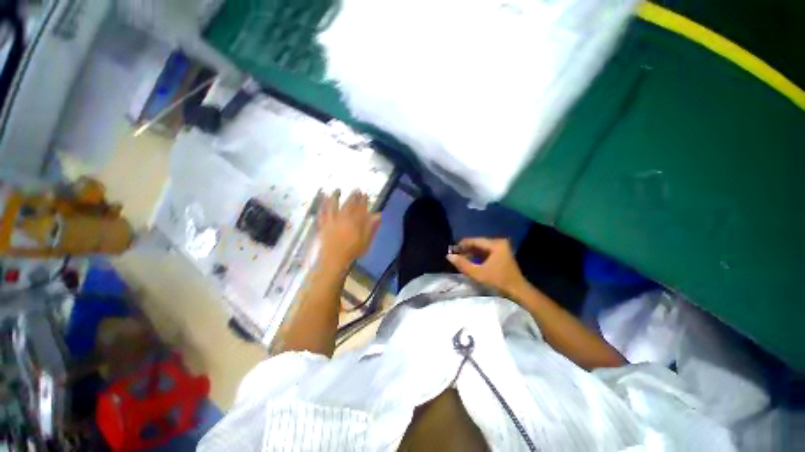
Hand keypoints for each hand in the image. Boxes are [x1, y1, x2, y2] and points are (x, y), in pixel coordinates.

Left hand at [318, 190, 380, 269]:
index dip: (363, 201)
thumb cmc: (352, 251)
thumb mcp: (366, 241)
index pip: (360, 208)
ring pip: (334, 206)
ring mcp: (332, 221)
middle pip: (348, 205)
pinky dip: (323, 206)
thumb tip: (377, 215)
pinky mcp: (324, 225)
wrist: (334, 260)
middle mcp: (343, 218)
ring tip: (337, 190)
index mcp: (354, 222)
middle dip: (353, 196)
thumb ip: (371, 227)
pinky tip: (323, 201)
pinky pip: (322, 213)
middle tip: (356, 189)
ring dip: (336, 197)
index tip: (365, 194)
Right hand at [447, 237, 527, 297]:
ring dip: (471, 253)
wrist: (518, 292)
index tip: (451, 250)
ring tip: (460, 259)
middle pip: (478, 243)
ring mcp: (501, 248)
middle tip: (455, 255)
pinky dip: (477, 256)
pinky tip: (470, 261)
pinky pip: (486, 252)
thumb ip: (463, 264)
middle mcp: (499, 242)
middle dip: (466, 249)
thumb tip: (449, 256)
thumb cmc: (498, 281)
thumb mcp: (478, 273)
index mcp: (495, 244)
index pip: (474, 241)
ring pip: (481, 248)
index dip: (461, 245)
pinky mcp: (501, 254)